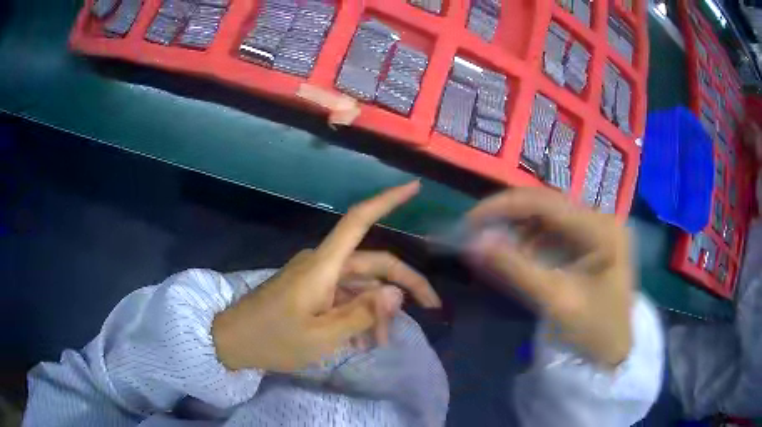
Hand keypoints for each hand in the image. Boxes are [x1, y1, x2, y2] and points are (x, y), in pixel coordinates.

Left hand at [212, 181, 440, 372]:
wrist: (232, 342)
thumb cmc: (274, 339)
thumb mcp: (323, 336)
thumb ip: (362, 314)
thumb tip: (397, 292)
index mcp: (324, 266)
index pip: (359, 220)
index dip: (387, 201)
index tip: (414, 187)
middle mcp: (323, 264)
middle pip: (374, 264)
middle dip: (403, 286)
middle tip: (431, 310)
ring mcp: (316, 278)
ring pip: (361, 286)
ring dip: (377, 310)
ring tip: (381, 343)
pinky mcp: (311, 291)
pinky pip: (344, 296)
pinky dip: (358, 314)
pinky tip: (363, 339)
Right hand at [467, 188, 632, 366]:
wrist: (615, 350)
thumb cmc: (593, 329)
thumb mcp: (555, 300)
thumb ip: (515, 269)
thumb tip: (474, 243)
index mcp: (601, 228)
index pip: (547, 202)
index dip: (504, 206)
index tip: (471, 221)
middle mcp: (601, 218)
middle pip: (547, 205)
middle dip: (510, 218)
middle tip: (478, 233)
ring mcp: (597, 228)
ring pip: (548, 217)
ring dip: (520, 232)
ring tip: (501, 253)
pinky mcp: (591, 241)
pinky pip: (555, 232)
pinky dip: (533, 243)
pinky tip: (523, 259)